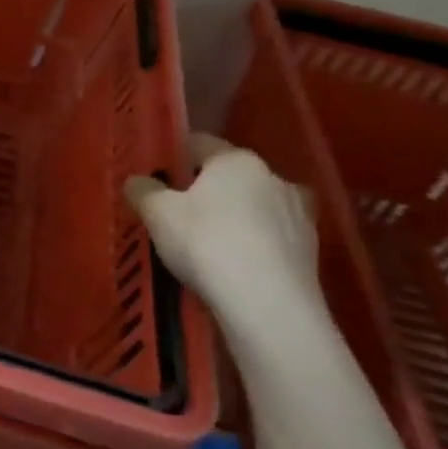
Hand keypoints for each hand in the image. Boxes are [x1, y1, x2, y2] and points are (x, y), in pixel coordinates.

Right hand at [125, 134, 328, 346]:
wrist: (268, 305)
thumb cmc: (206, 243)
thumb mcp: (157, 214)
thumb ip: (143, 191)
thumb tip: (136, 181)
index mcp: (235, 160)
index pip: (200, 144)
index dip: (176, 156)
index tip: (159, 176)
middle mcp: (273, 177)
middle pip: (232, 176)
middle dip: (208, 189)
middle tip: (181, 212)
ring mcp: (299, 215)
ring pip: (257, 206)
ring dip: (237, 217)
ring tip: (211, 243)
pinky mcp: (311, 252)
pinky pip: (273, 238)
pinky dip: (255, 245)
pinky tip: (236, 267)